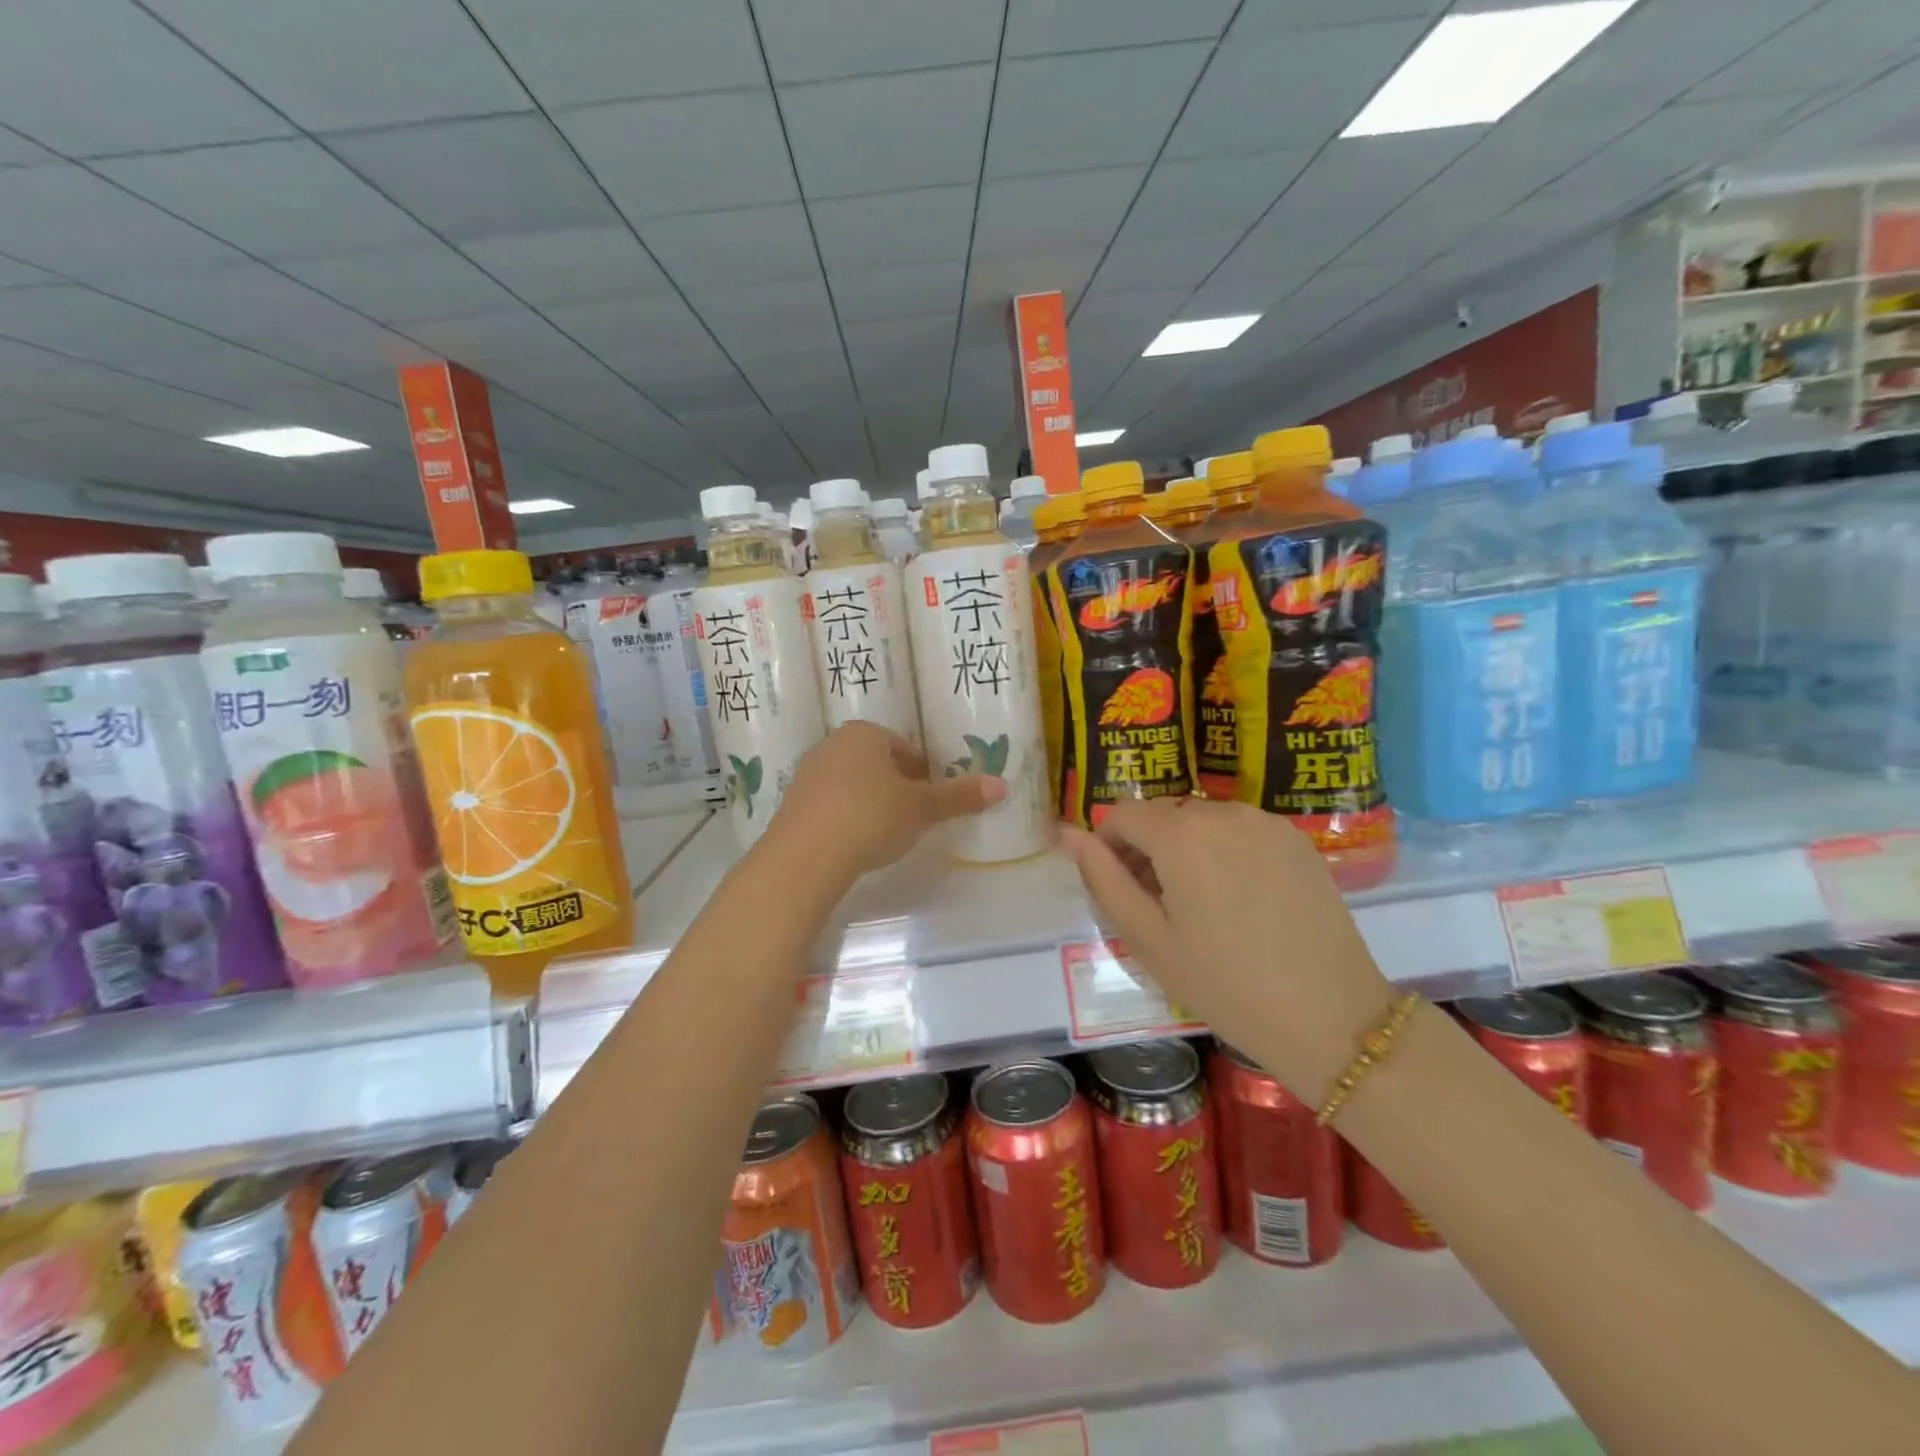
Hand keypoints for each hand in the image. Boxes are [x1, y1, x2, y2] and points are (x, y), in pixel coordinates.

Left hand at [770, 722, 1005, 878]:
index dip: (924, 774)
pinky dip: (847, 819)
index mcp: (865, 734)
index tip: (932, 801)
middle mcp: (833, 745)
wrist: (806, 856)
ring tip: (886, 835)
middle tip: (914, 819)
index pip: (905, 748)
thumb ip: (958, 797)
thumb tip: (1002, 786)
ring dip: (871, 803)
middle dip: (897, 787)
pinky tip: (856, 844)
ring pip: (853, 784)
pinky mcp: (792, 805)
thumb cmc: (871, 816)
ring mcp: (808, 774)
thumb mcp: (921, 808)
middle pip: (877, 764)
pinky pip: (831, 805)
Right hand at [1062, 798, 1394, 1105]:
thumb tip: (1068, 834)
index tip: (1118, 889)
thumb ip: (1103, 879)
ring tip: (1200, 907)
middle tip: (1156, 907)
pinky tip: (1240, 901)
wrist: (1332, 1018)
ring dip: (1185, 848)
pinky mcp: (1298, 839)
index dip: (1108, 846)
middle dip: (1146, 847)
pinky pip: (1241, 830)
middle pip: (1163, 814)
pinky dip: (1224, 851)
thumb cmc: (1225, 985)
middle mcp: (1223, 812)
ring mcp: (1267, 822)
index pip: (1122, 814)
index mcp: (1181, 834)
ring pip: (1202, 820)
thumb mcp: (1148, 939)